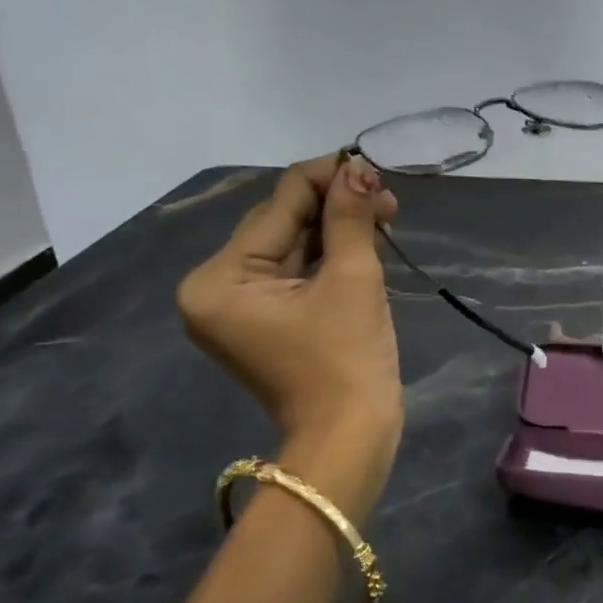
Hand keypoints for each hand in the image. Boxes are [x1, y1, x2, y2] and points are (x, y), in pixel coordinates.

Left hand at [177, 154, 403, 480]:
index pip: (276, 207)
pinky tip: (364, 239)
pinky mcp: (262, 318)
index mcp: (219, 279)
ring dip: (336, 228)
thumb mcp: (351, 280)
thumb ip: (349, 217)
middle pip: (281, 225)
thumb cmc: (347, 361)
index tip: (370, 163)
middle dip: (334, 206)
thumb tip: (359, 167)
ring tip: (385, 215)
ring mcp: (236, 306)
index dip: (325, 178)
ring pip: (291, 246)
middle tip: (387, 196)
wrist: (350, 438)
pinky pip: (294, 271)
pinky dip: (328, 255)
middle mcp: (214, 287)